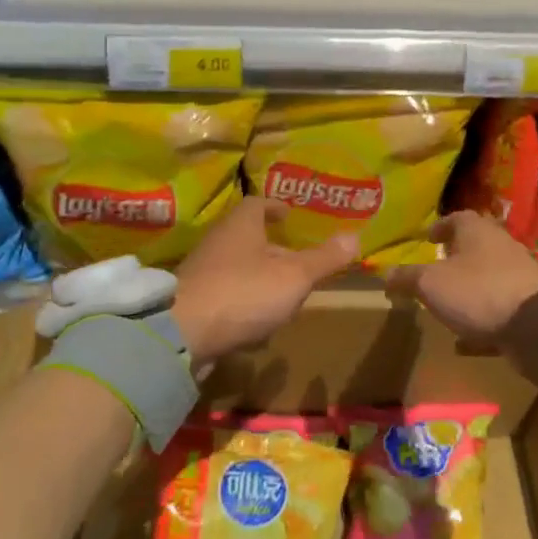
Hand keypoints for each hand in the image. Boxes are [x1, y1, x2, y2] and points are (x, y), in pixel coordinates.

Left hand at [171, 197, 358, 365]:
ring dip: (259, 277)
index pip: (258, 204)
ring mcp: (202, 272)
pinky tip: (258, 323)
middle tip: (297, 259)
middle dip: (272, 247)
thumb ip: (324, 259)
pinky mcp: (194, 302)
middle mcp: (218, 241)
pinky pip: (225, 295)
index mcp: (241, 225)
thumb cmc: (244, 293)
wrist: (182, 334)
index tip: (290, 214)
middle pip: (248, 237)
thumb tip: (355, 236)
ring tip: (284, 293)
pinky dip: (243, 302)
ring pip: (237, 267)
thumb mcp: (294, 276)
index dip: (276, 207)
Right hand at [385, 211, 537, 358]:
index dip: (440, 227)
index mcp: (477, 231)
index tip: (428, 239)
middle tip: (434, 271)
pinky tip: (465, 341)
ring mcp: (519, 276)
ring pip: (488, 278)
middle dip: (455, 258)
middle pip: (475, 246)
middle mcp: (501, 247)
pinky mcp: (529, 307)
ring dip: (469, 289)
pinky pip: (498, 310)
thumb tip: (385, 275)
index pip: (456, 218)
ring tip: (447, 305)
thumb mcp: (430, 284)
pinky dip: (481, 321)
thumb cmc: (478, 292)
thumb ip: (407, 278)